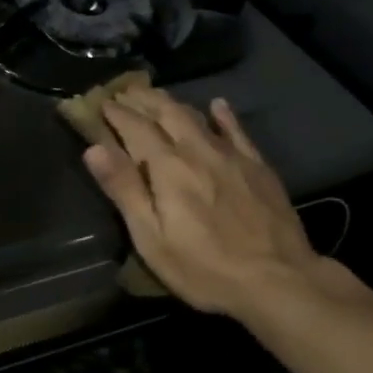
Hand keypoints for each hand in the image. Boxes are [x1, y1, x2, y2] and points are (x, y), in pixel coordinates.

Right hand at [84, 87, 365, 323]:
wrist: (279, 281)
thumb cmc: (204, 268)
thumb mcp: (152, 238)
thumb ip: (124, 189)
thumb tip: (94, 148)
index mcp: (167, 166)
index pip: (134, 128)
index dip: (115, 113)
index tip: (101, 102)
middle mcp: (196, 149)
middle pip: (165, 112)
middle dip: (142, 100)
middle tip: (124, 91)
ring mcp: (230, 155)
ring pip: (196, 116)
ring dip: (172, 103)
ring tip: (157, 96)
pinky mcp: (257, 166)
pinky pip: (236, 130)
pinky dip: (223, 115)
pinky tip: (218, 105)